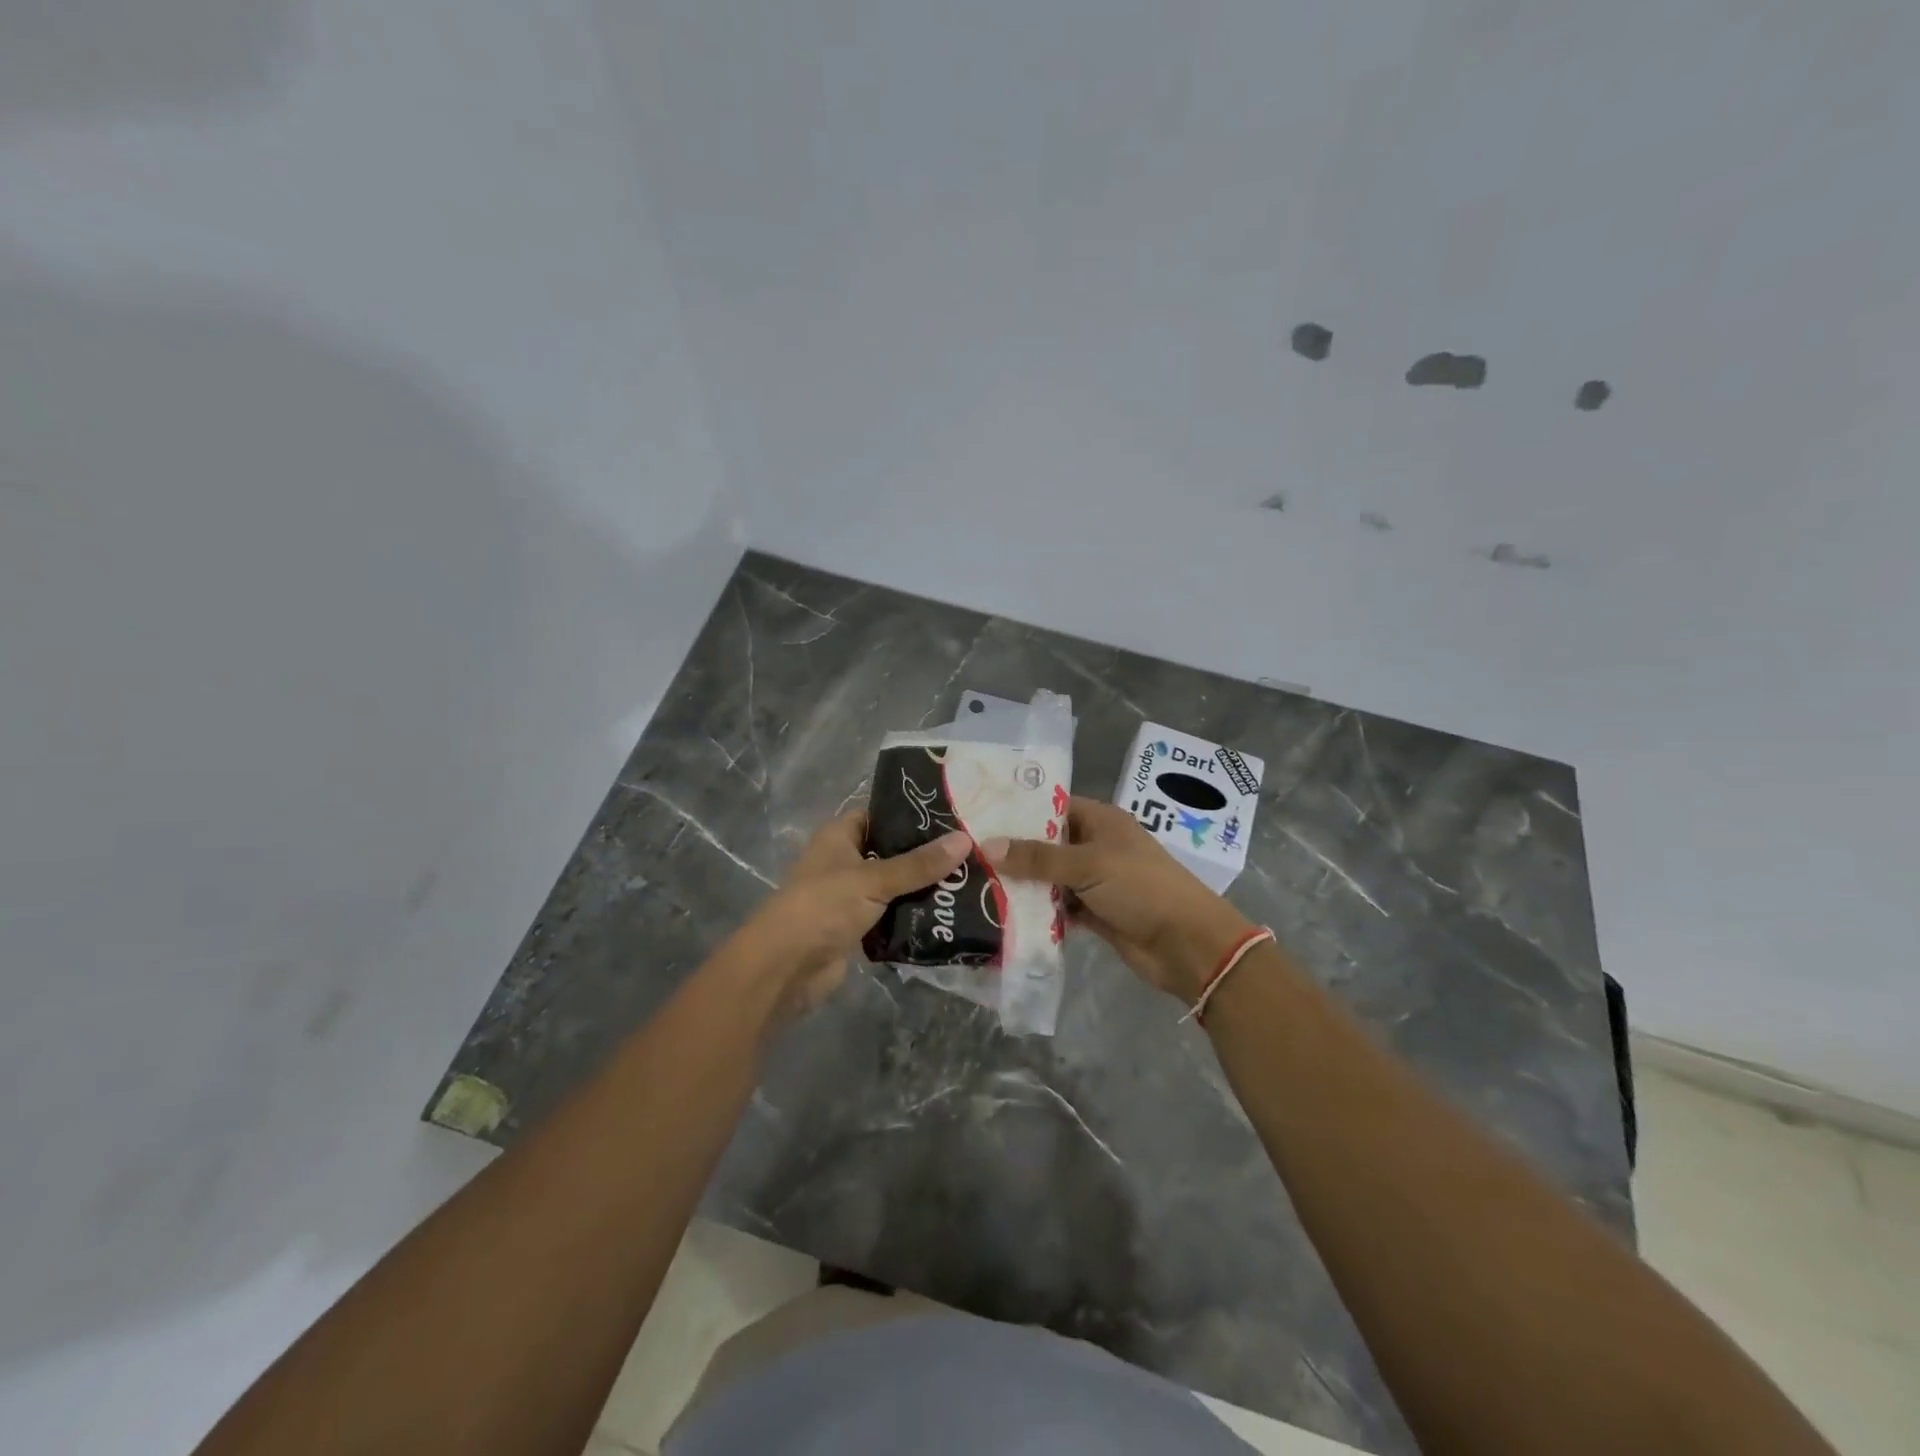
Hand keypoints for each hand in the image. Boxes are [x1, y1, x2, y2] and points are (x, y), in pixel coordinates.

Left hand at [741, 812, 971, 1021]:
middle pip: (892, 853)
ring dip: (924, 889)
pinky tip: (948, 915)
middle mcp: (845, 861)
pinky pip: (892, 916)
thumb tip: (965, 840)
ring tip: (970, 882)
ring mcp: (850, 897)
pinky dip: (914, 917)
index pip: (881, 816)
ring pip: (895, 887)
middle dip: (926, 856)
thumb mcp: (873, 879)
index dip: (913, 816)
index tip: (954, 817)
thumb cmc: (823, 907)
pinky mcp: (858, 928)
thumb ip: (919, 864)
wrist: (785, 969)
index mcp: (840, 837)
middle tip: (972, 852)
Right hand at [986, 797, 1252, 1003]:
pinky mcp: (1095, 913)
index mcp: (1101, 821)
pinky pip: (1059, 908)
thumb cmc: (1140, 887)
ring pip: (1050, 878)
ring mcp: (1096, 881)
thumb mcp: (1088, 864)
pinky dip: (1038, 912)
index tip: (978, 817)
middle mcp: (1096, 846)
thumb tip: (986, 846)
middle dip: (1014, 852)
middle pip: (1047, 844)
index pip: (1052, 806)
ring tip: (976, 885)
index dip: (1019, 811)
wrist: (1186, 944)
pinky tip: (1004, 916)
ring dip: (1023, 885)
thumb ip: (1037, 857)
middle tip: (967, 855)